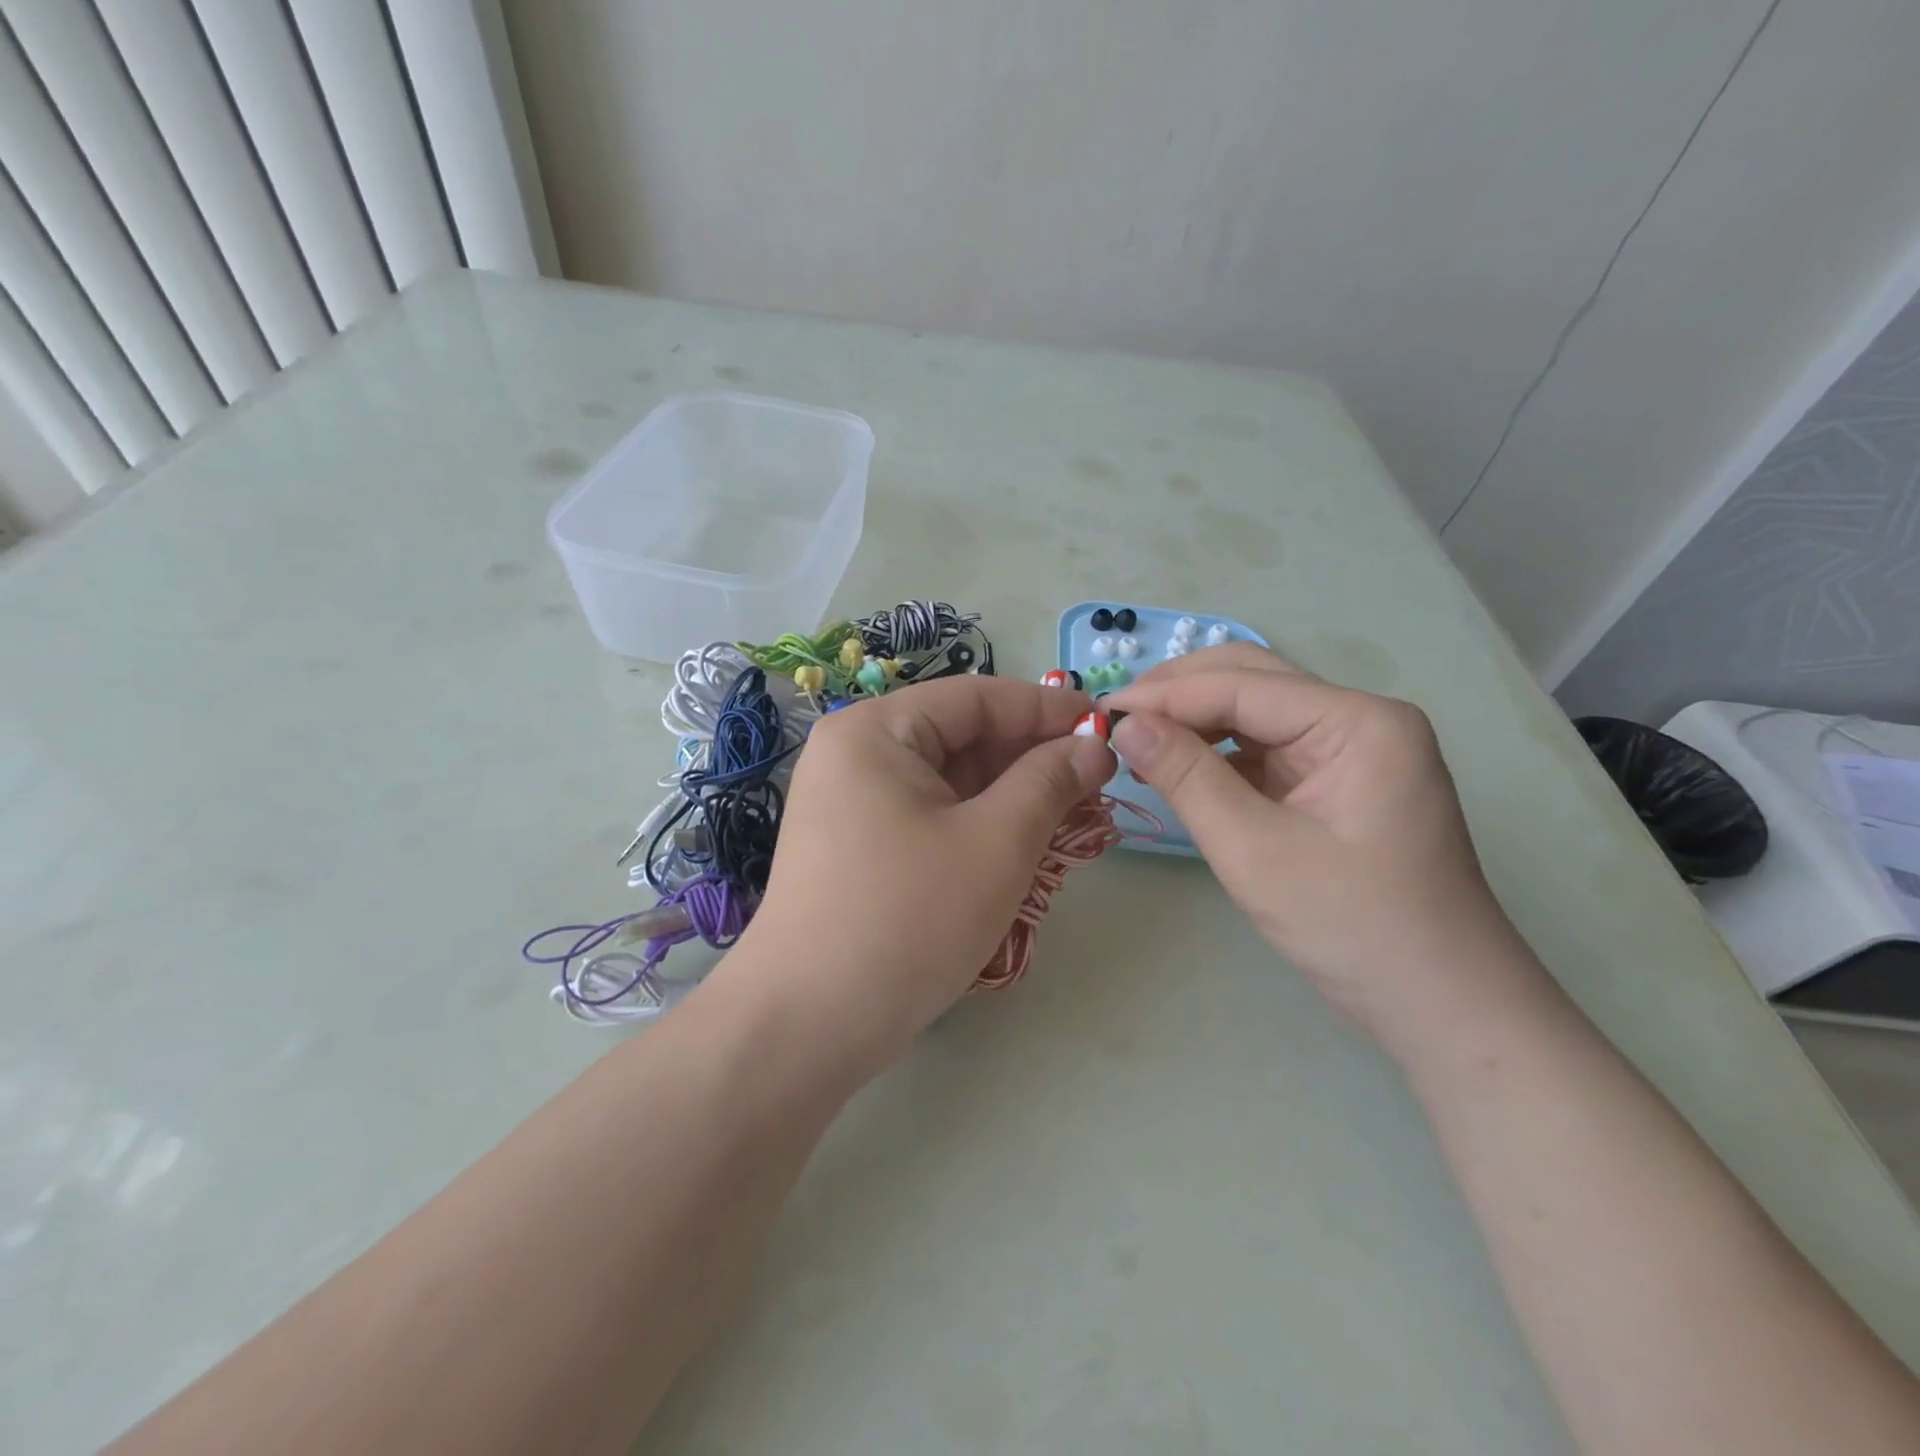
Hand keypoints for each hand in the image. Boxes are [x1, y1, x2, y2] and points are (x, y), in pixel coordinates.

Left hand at [724, 675, 1115, 1066]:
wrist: (808, 1024)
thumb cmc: (908, 919)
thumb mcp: (996, 843)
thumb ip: (1050, 782)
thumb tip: (1093, 745)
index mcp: (876, 731)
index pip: (976, 698)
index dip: (1045, 709)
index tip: (1104, 726)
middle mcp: (856, 755)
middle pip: (961, 738)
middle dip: (1031, 760)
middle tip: (1096, 785)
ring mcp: (852, 804)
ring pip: (949, 782)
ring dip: (1011, 798)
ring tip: (1069, 820)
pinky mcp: (858, 847)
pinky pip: (930, 816)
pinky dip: (978, 826)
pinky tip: (1022, 848)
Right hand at [1108, 645, 1531, 1046]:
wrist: (1442, 1006)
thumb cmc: (1354, 928)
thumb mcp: (1255, 852)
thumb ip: (1188, 778)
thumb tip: (1125, 725)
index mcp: (1357, 722)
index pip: (1242, 684)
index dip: (1165, 694)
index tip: (1100, 712)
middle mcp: (1358, 719)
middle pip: (1252, 679)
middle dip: (1178, 694)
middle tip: (1115, 721)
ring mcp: (1350, 749)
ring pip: (1254, 711)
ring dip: (1195, 722)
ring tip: (1137, 744)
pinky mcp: (1336, 779)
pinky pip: (1265, 748)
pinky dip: (1217, 754)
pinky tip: (1178, 768)